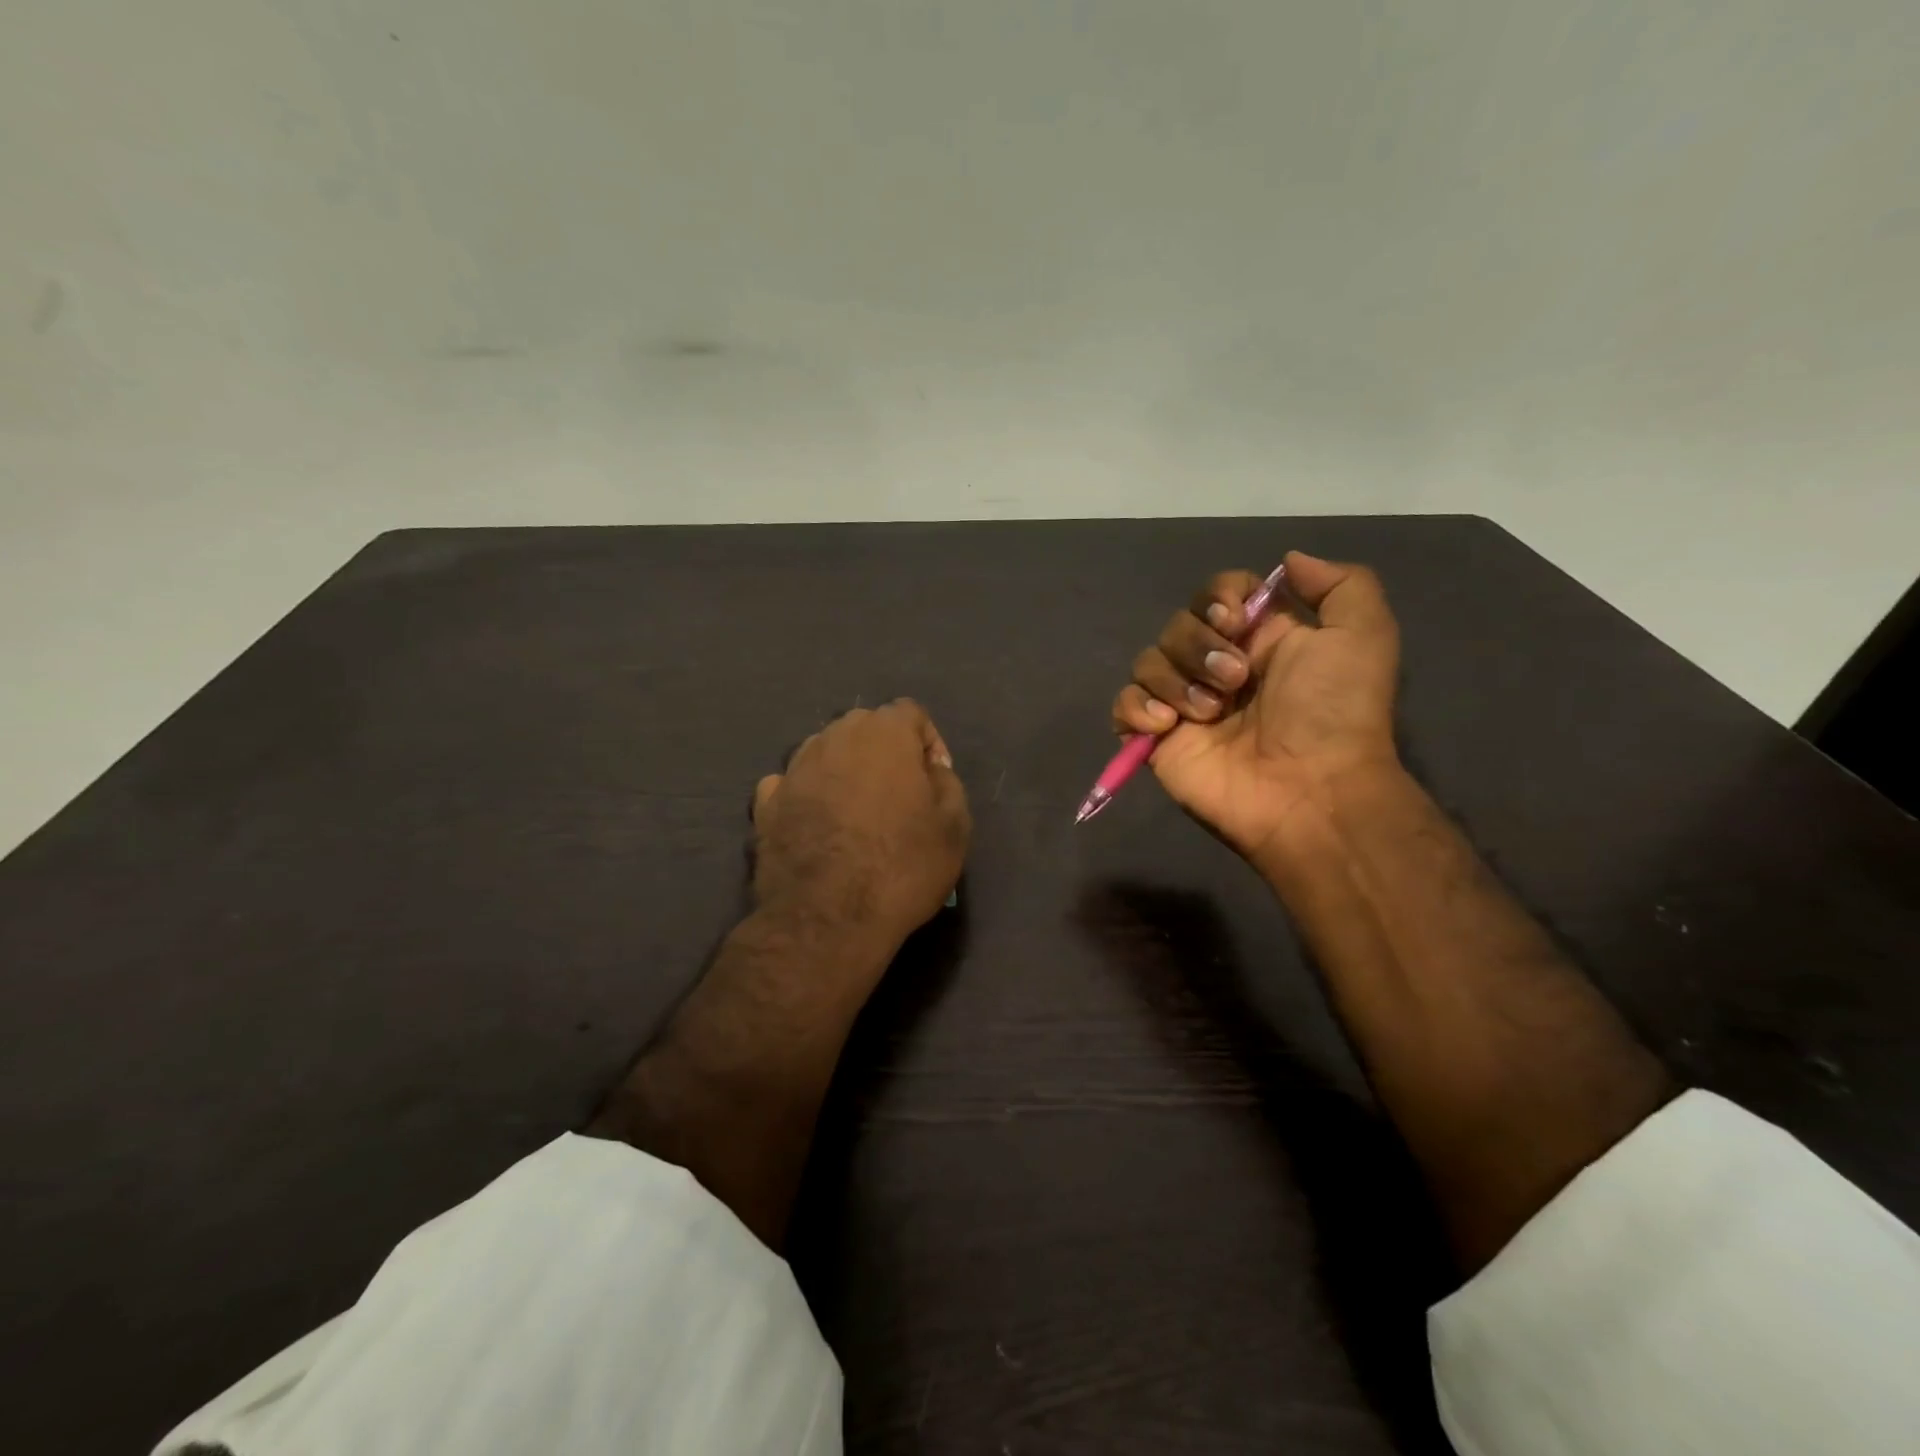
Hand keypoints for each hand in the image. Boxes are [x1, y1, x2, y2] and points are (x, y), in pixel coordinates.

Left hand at [751, 700, 970, 951]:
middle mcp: (833, 738)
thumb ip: (947, 783)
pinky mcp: (765, 805)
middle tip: (899, 797)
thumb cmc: (902, 867)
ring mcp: (793, 769)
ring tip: (857, 816)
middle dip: (884, 753)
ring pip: (825, 753)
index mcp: (883, 734)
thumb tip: (929, 771)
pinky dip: (806, 797)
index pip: (911, 713)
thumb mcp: (955, 826)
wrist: (827, 920)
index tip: (934, 782)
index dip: (928, 743)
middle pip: (865, 728)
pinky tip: (817, 827)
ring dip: (844, 772)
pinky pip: (792, 786)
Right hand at [1111, 551, 1399, 863]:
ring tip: (1210, 714)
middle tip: (1235, 680)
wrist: (1309, 790)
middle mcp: (1217, 667)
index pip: (1216, 594)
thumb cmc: (1334, 712)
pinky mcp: (1157, 739)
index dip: (1218, 597)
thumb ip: (1340, 583)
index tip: (1236, 620)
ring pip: (1147, 661)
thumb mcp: (1364, 633)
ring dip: (1176, 680)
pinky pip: (1124, 705)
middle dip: (1200, 645)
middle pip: (1177, 625)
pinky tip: (1168, 725)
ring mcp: (1184, 704)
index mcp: (1259, 640)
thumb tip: (1288, 561)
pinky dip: (1138, 708)